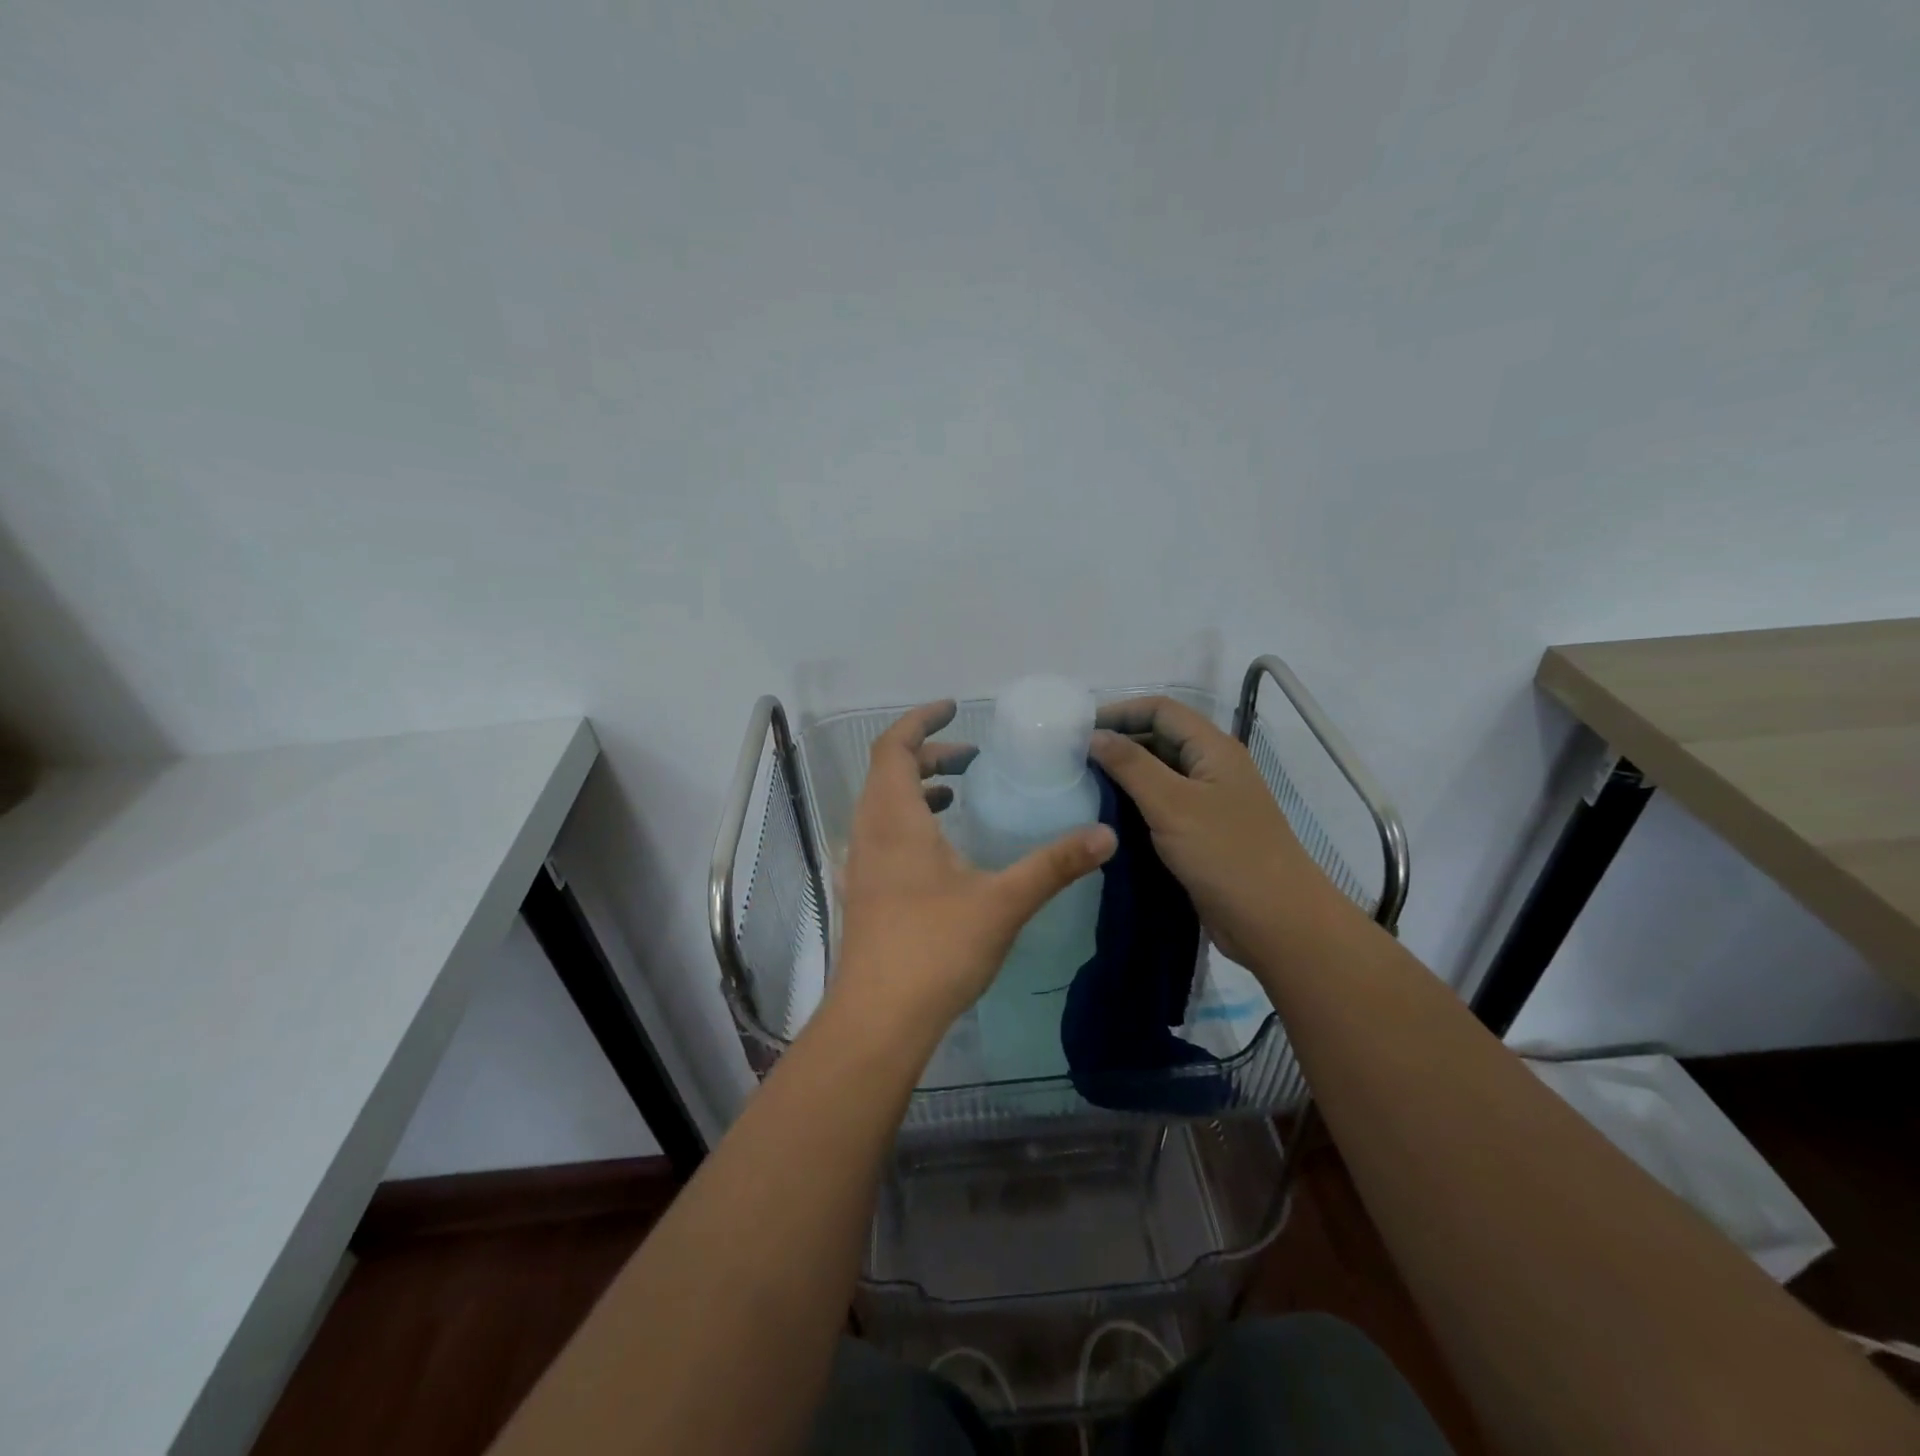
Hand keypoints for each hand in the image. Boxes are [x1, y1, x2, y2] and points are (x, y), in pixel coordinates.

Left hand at [827, 700, 1116, 1054]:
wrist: (878, 1019)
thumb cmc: (936, 949)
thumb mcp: (1003, 901)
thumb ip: (1054, 864)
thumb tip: (1105, 835)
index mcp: (895, 818)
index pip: (895, 746)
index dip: (921, 721)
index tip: (954, 710)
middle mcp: (869, 832)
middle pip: (888, 771)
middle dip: (928, 754)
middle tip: (971, 758)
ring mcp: (861, 864)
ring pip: (883, 804)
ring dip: (917, 788)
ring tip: (958, 791)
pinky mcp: (864, 892)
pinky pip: (882, 834)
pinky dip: (910, 820)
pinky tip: (942, 849)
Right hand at [1089, 696, 1336, 964]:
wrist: (1277, 923)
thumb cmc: (1226, 855)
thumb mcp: (1172, 804)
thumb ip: (1131, 765)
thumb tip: (1095, 735)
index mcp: (1213, 749)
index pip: (1161, 710)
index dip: (1120, 712)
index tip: (1078, 731)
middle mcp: (1212, 768)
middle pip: (1160, 737)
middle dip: (1118, 742)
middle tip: (1073, 761)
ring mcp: (1208, 802)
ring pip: (1159, 774)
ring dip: (1124, 775)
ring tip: (1082, 787)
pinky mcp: (1201, 834)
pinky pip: (1162, 806)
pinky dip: (1135, 804)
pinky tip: (1106, 817)